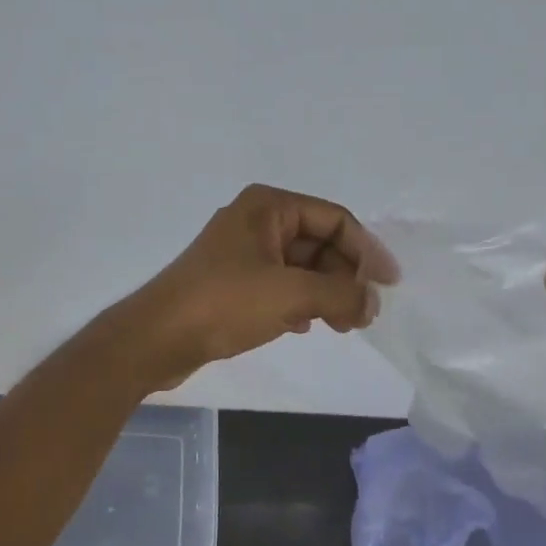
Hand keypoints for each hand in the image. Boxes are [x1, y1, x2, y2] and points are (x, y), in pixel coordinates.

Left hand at [111, 184, 394, 389]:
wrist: (157, 339)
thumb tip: (373, 302)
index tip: (387, 285)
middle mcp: (257, 222)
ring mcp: (244, 253)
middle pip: (320, 243)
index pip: (335, 219)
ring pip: (302, 268)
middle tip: (363, 315)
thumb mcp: (291, 295)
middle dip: (345, 278)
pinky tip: (306, 327)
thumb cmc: (224, 304)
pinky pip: (282, 286)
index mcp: (269, 207)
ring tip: (343, 327)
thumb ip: (341, 294)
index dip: (367, 251)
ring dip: (327, 294)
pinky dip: (301, 303)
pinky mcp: (234, 283)